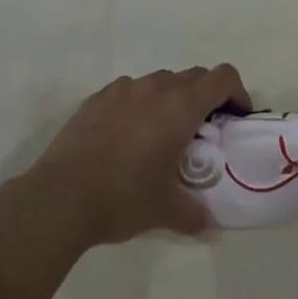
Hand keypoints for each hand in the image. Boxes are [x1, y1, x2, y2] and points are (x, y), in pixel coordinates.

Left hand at [21, 65, 250, 248]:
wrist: (61, 196)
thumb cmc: (123, 198)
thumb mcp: (166, 211)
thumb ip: (194, 213)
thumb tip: (208, 223)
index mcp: (180, 107)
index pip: (222, 77)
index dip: (236, 92)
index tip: (235, 117)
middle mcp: (155, 88)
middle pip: (193, 76)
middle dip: (205, 97)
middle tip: (201, 132)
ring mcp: (124, 89)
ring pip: (160, 81)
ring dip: (171, 99)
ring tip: (161, 135)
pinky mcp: (97, 97)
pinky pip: (129, 91)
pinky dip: (138, 105)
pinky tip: (125, 137)